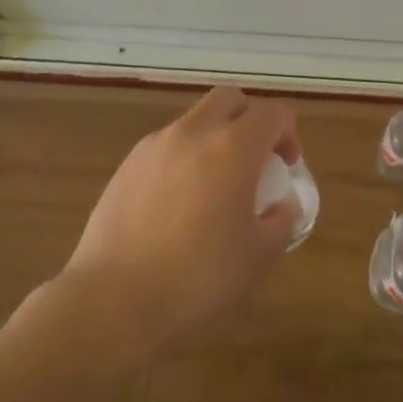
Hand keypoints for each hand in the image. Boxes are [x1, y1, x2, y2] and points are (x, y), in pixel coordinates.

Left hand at [57, 86, 300, 359]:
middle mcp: (193, 133)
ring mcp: (154, 146)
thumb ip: (282, 220)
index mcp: (233, 148)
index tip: (286, 167)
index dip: (288, 134)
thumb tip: (281, 205)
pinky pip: (166, 146)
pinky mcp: (125, 166)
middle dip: (250, 121)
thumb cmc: (198, 279)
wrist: (113, 301)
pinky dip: (184, 159)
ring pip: (195, 120)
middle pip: (230, 100)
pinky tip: (179, 205)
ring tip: (215, 188)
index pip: (272, 112)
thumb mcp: (259, 256)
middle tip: (255, 162)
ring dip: (215, 138)